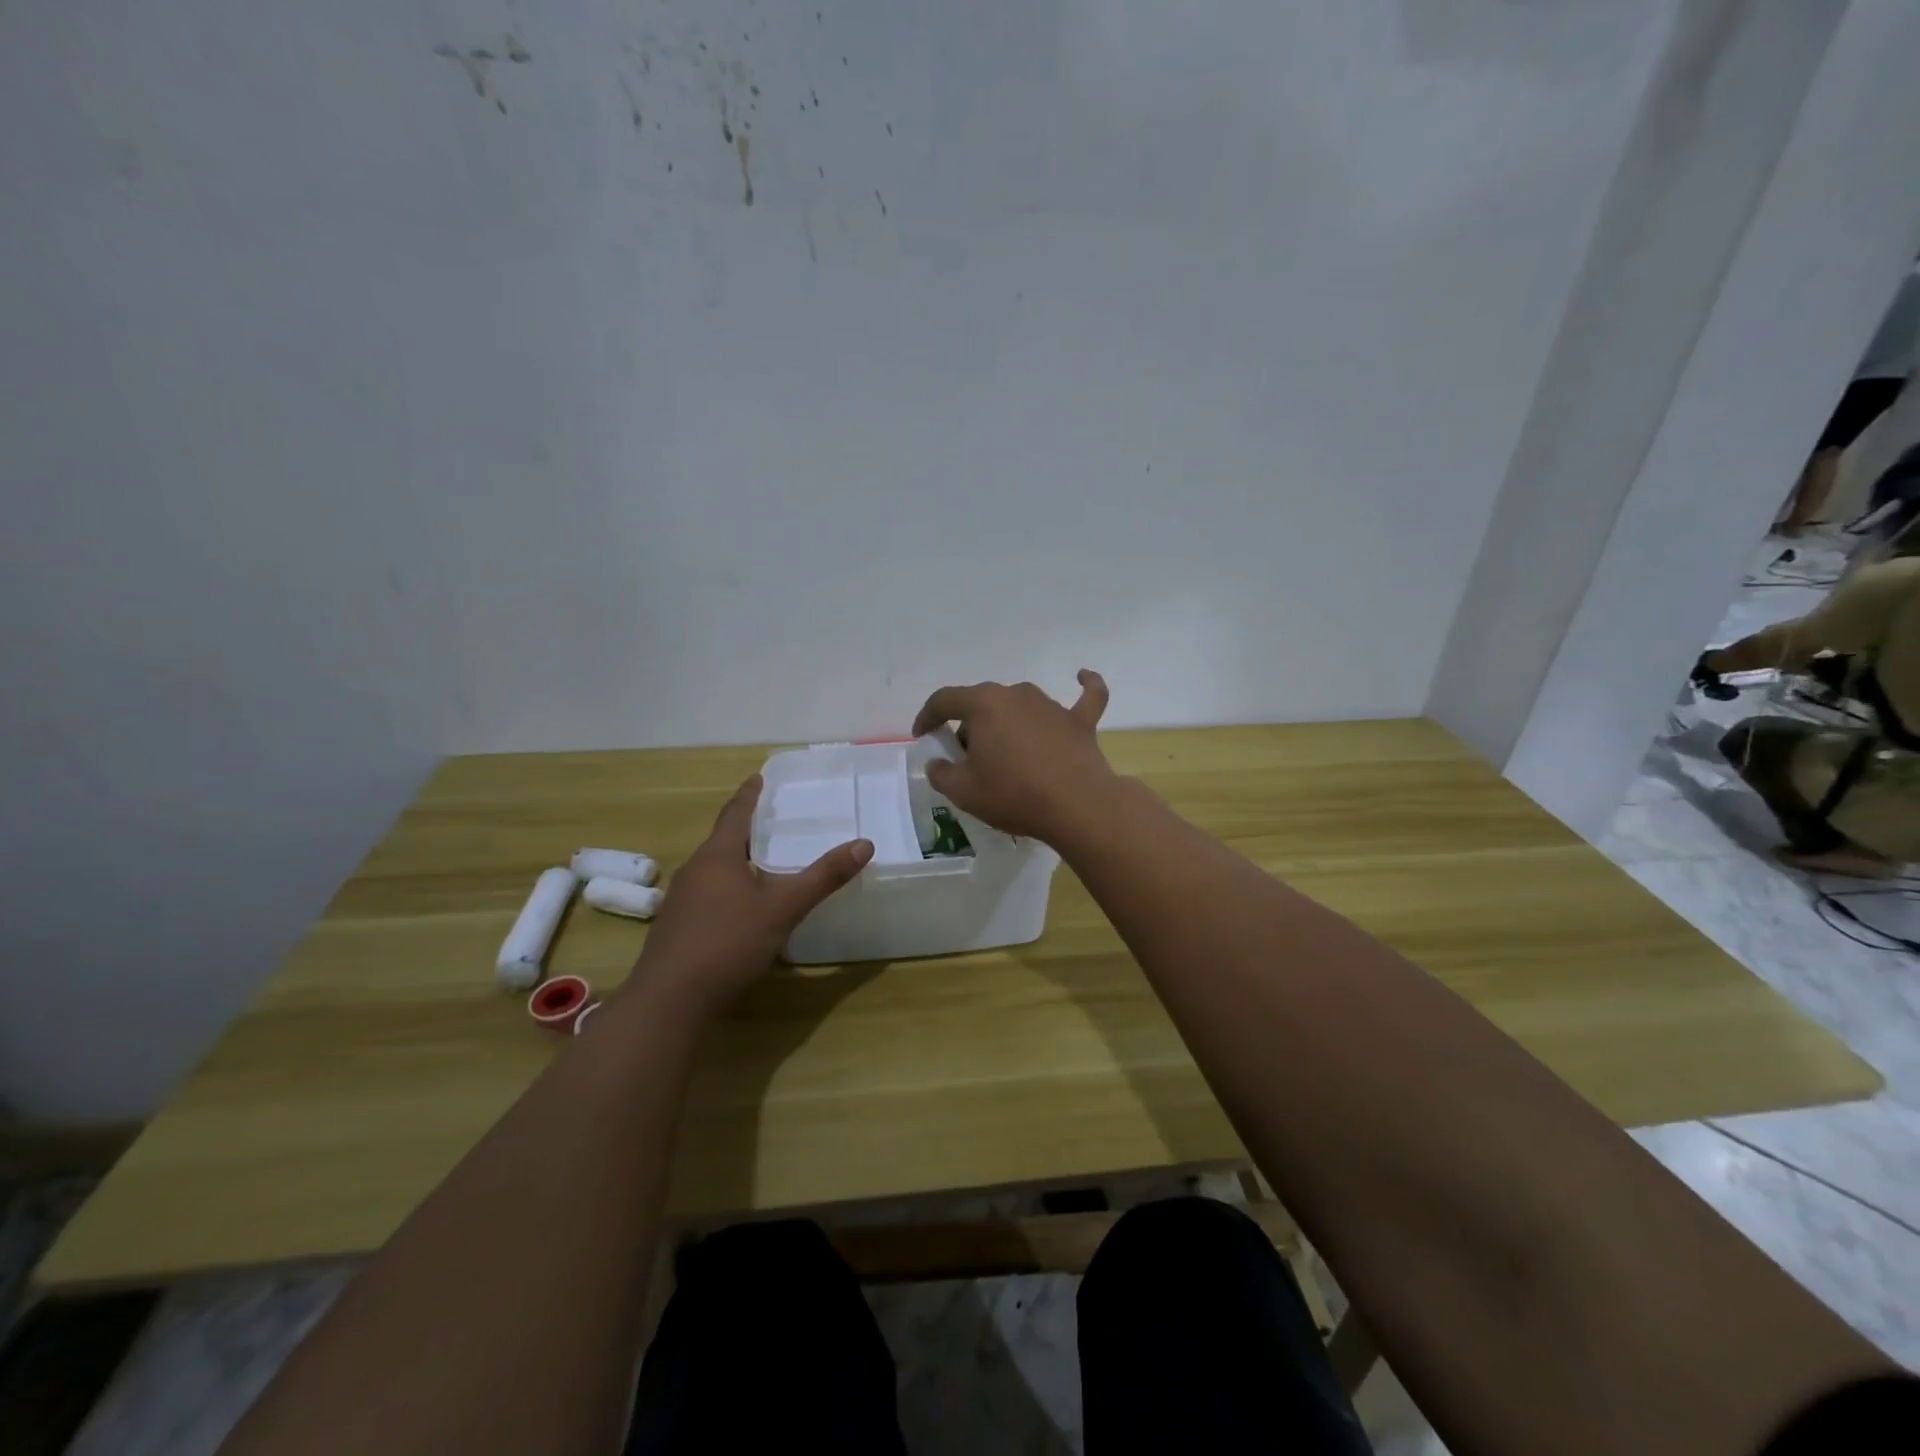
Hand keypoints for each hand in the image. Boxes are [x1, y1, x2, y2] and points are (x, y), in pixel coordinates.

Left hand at [628, 775, 871, 1015]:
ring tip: (761, 862)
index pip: (735, 814)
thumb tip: (864, 844)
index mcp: (718, 856)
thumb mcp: (784, 908)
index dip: (749, 795)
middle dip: (746, 829)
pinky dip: (728, 888)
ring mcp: (681, 900)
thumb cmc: (728, 942)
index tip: (757, 778)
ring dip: (736, 861)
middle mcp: (695, 870)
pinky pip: (707, 894)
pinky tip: (741, 908)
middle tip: (770, 821)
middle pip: (723, 840)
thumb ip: (823, 877)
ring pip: (714, 869)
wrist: (669, 1000)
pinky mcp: (677, 927)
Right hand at [910, 670, 1114, 841]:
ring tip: (1005, 754)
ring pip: (1019, 705)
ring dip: (1007, 723)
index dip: (928, 716)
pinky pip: (1084, 697)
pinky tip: (1081, 676)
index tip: (922, 736)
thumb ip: (941, 774)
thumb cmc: (1014, 795)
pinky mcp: (1080, 721)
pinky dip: (1084, 686)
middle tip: (966, 759)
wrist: (1077, 806)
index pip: (944, 700)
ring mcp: (1051, 705)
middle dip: (969, 726)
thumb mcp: (963, 792)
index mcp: (983, 704)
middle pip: (982, 703)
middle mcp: (1016, 694)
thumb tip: (938, 763)